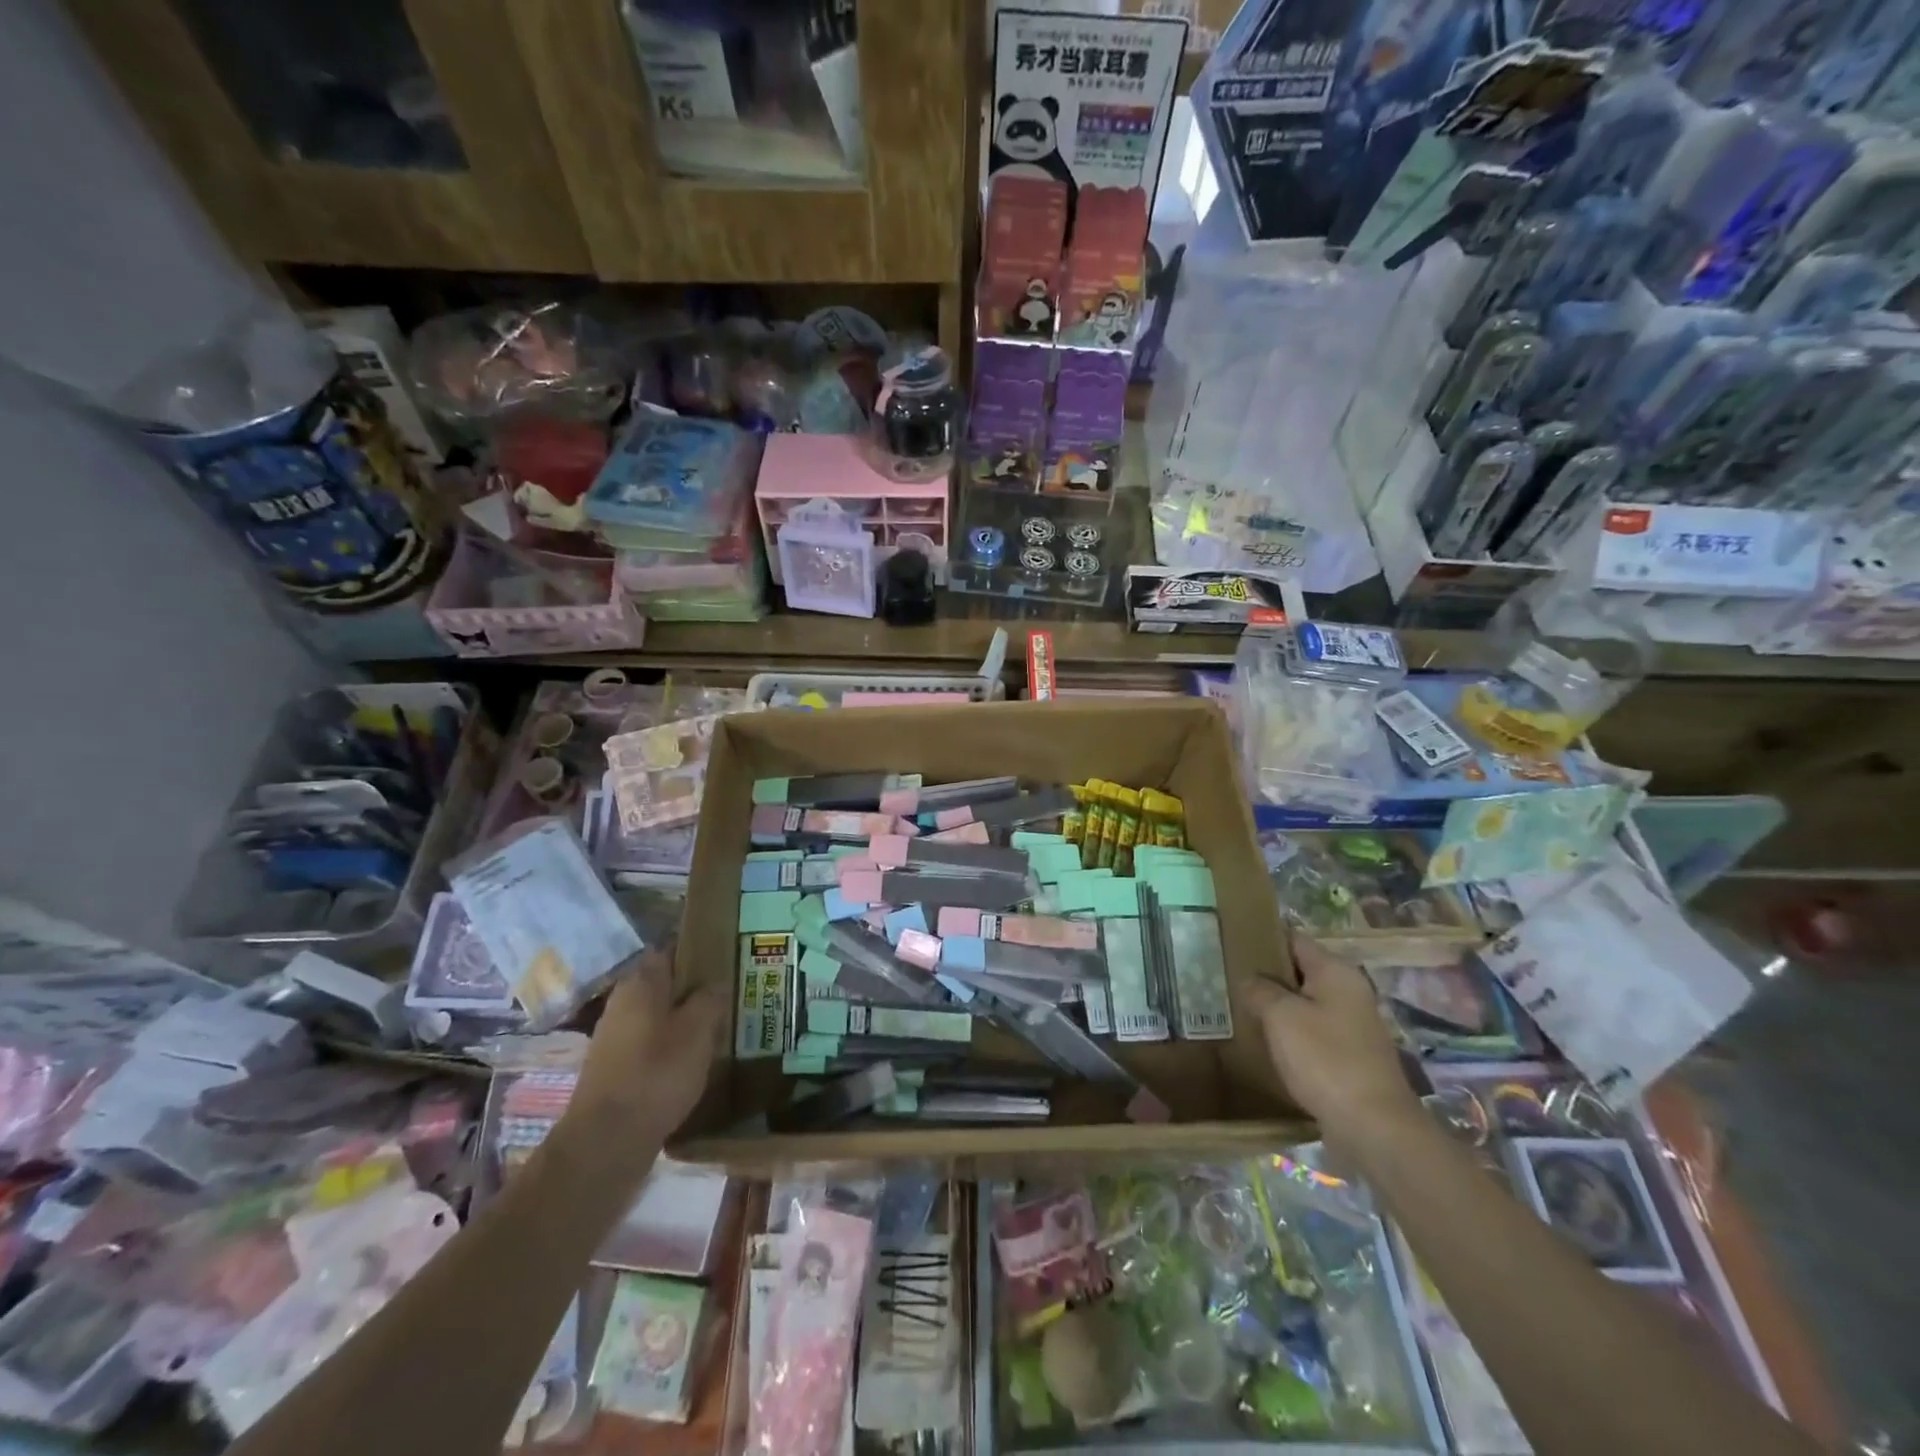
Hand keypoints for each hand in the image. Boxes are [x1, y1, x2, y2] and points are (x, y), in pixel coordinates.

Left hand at [570, 947, 723, 1149]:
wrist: (607, 1141)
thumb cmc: (657, 1074)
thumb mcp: (698, 1031)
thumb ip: (710, 999)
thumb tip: (716, 982)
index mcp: (640, 983)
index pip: (670, 949)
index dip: (697, 949)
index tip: (725, 956)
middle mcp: (622, 1002)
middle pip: (663, 982)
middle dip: (694, 986)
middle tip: (729, 993)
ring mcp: (614, 1035)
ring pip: (658, 1013)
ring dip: (684, 1017)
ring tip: (718, 1025)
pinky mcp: (615, 1066)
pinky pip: (650, 1041)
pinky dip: (671, 1043)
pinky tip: (693, 1057)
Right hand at [1246, 936, 1420, 1153]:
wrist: (1374, 1127)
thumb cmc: (1326, 1059)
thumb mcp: (1281, 1016)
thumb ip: (1260, 990)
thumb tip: (1250, 981)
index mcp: (1336, 972)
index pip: (1293, 939)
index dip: (1262, 939)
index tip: (1230, 943)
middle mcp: (1349, 992)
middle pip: (1299, 971)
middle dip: (1266, 976)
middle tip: (1228, 979)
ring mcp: (1353, 1026)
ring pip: (1304, 1004)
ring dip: (1276, 1007)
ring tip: (1240, 1009)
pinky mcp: (1350, 1056)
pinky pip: (1312, 1032)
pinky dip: (1290, 1034)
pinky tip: (1265, 1043)